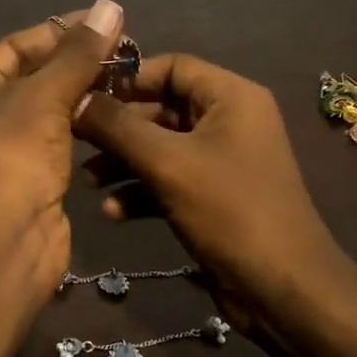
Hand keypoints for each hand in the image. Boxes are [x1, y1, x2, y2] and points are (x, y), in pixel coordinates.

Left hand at [0, 0, 124, 295]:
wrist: (1, 243)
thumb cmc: (9, 156)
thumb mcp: (43, 95)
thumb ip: (78, 53)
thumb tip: (109, 6)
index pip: (14, 47)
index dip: (59, 31)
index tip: (103, 21)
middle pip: (32, 77)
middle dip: (76, 62)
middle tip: (125, 49)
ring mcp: (1, 152)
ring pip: (47, 112)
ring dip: (83, 94)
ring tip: (128, 77)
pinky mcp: (28, 180)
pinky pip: (58, 142)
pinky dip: (83, 127)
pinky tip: (117, 115)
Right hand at [73, 53, 353, 331]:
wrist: (282, 290)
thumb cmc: (229, 210)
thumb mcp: (167, 163)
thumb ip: (117, 127)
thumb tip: (74, 98)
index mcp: (230, 97)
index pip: (171, 66)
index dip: (127, 78)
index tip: (83, 95)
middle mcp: (228, 121)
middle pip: (161, 108)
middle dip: (118, 127)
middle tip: (75, 140)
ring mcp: (221, 161)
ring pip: (160, 148)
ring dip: (123, 162)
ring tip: (89, 181)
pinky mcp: (212, 197)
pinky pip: (168, 180)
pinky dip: (141, 191)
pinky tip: (113, 212)